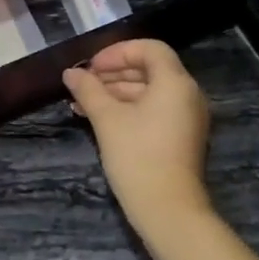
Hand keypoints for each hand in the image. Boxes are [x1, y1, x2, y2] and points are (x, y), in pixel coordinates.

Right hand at [63, 40, 211, 223]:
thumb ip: (89, 90)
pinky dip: (129, 109)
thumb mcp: (107, 119)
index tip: (91, 67)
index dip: (117, 52)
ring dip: (116, 93)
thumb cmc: (138, 157)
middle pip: (149, 69)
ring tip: (82, 105)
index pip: (149, 48)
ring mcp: (187, 117)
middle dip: (113, 74)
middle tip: (82, 85)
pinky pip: (155, 111)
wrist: (169, 211)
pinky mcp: (182, 137)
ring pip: (150, 92)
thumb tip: (70, 73)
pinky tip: (100, 120)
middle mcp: (187, 94)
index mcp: (175, 82)